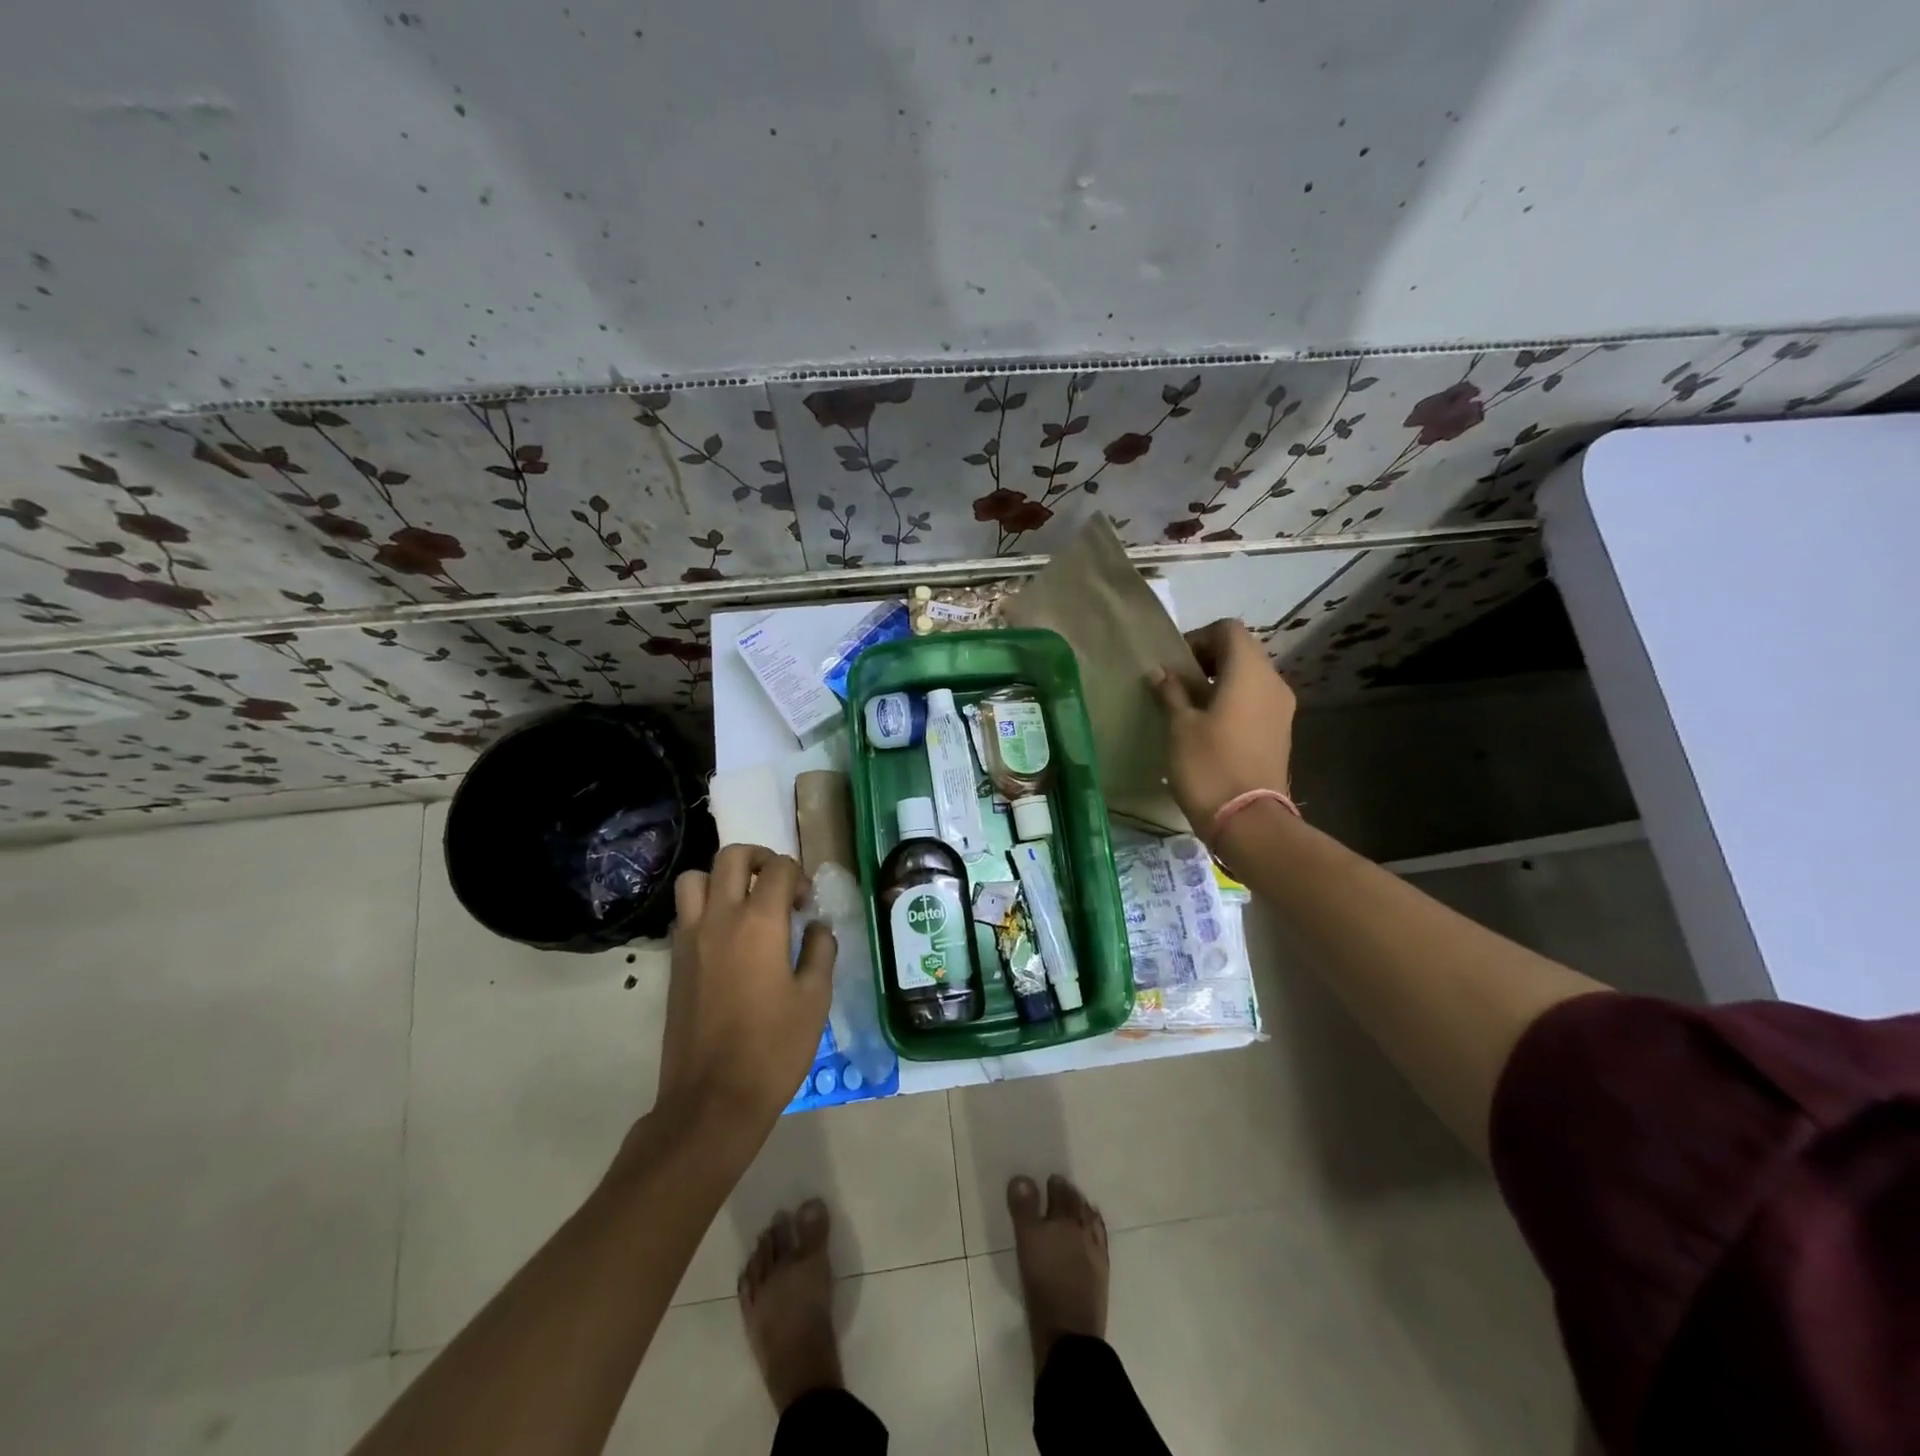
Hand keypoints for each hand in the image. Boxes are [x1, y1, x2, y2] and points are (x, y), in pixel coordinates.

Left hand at [655, 845, 834, 1135]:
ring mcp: (690, 938)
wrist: (712, 1099)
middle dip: (759, 859)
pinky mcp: (675, 961)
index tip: (807, 903)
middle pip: (732, 857)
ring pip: (696, 878)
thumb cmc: (773, 1048)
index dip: (798, 876)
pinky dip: (705, 907)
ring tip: (744, 903)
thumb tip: (815, 927)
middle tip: (777, 885)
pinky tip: (726, 937)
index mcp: (759, 923)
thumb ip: (819, 951)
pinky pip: (685, 912)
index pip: (778, 869)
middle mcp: (720, 918)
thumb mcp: (815, 999)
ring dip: (722, 878)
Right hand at [1149, 618, 1296, 837]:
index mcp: (1249, 672)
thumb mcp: (1180, 726)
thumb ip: (1171, 692)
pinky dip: (1232, 702)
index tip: (1174, 664)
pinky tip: (1208, 728)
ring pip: (1249, 678)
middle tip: (1176, 684)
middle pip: (1241, 652)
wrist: (1247, 820)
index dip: (1198, 638)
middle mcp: (1273, 682)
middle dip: (1207, 661)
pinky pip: (1255, 701)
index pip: (1228, 630)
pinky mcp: (1280, 732)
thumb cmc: (1208, 765)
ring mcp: (1281, 709)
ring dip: (1219, 683)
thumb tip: (1162, 673)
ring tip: (1189, 708)